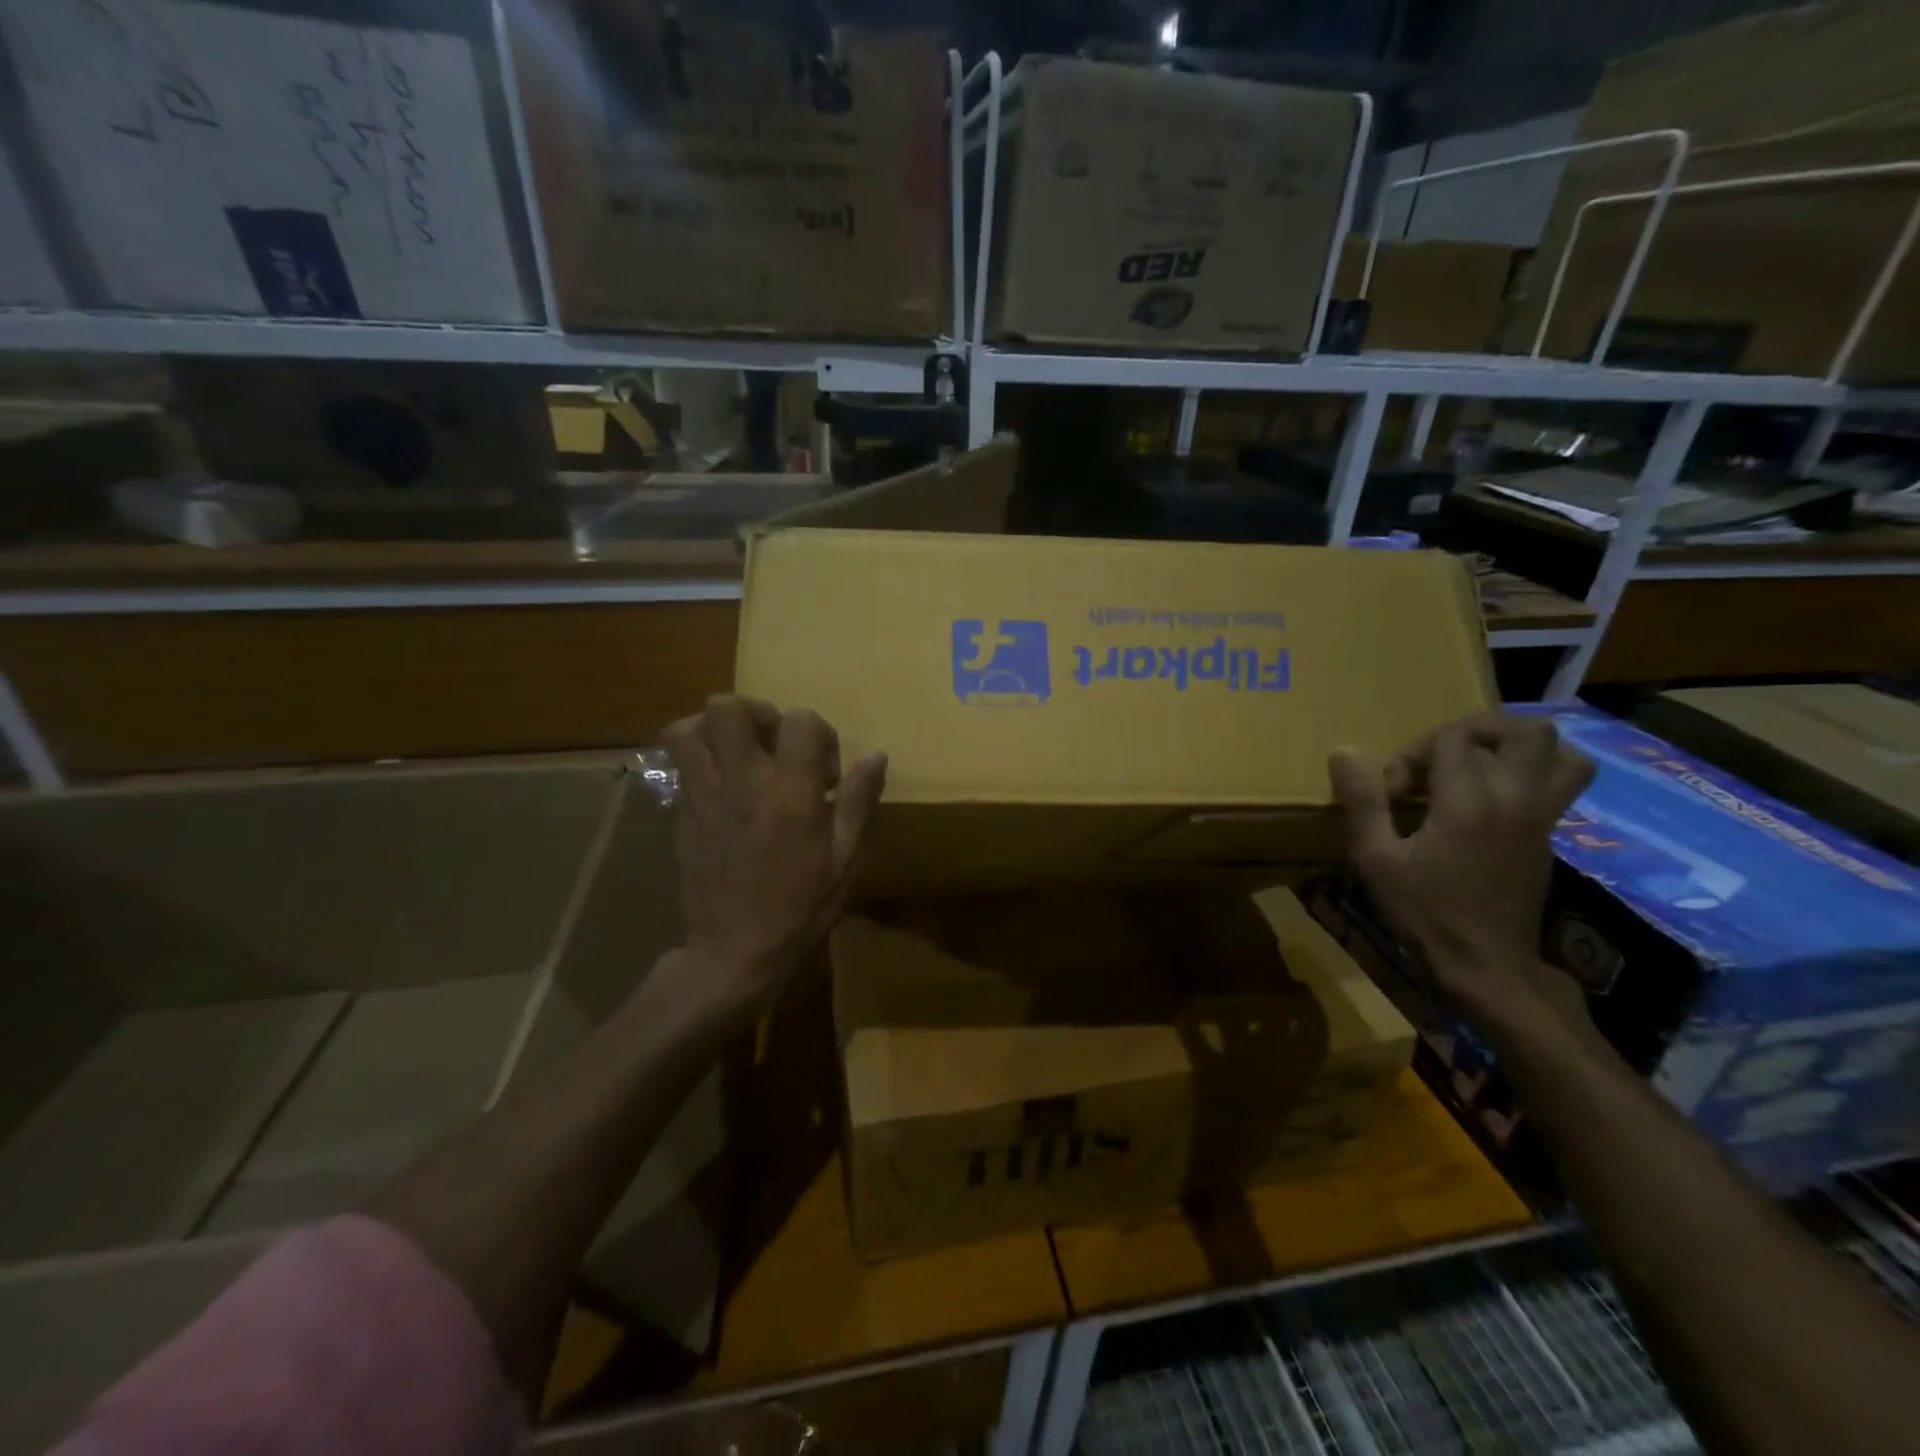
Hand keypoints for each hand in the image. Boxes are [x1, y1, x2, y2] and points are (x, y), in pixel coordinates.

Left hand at [658, 696, 886, 1024]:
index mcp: (791, 794)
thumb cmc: (800, 908)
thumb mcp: (845, 860)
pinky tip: (721, 781)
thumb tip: (876, 756)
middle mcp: (743, 783)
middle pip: (729, 708)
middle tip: (774, 744)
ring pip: (687, 729)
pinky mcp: (682, 813)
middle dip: (756, 713)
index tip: (824, 770)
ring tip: (737, 751)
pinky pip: (678, 763)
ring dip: (714, 728)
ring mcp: (705, 796)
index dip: (817, 732)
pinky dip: (697, 756)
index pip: (799, 720)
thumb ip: (860, 801)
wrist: (734, 952)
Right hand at [1329, 713, 1594, 1028]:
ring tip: (1477, 766)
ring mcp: (1542, 819)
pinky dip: (1531, 774)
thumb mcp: (1376, 859)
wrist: (1486, 965)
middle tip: (1440, 756)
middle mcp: (1517, 800)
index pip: (1452, 740)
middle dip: (1477, 731)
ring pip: (1562, 754)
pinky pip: (1561, 785)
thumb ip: (1362, 801)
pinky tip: (1489, 800)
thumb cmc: (1425, 912)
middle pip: (1524, 732)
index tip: (1394, 791)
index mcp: (1471, 802)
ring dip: (1518, 749)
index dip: (1414, 753)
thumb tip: (1342, 752)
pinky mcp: (1550, 837)